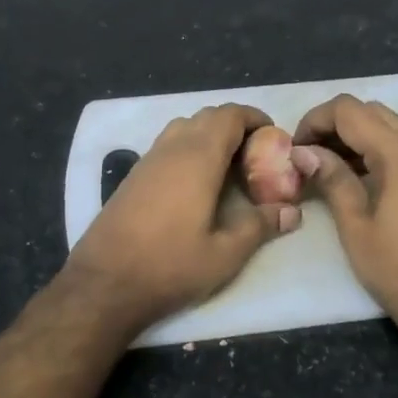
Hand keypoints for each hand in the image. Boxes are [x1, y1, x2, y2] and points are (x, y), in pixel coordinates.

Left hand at [64, 103, 299, 333]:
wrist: (104, 283)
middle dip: (235, 126)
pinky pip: (167, 145)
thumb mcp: (225, 254)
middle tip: (256, 156)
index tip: (274, 137)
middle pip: (207, 116)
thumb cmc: (169, 266)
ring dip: (209, 136)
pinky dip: (189, 149)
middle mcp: (171, 148)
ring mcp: (147, 160)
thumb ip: (260, 226)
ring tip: (229, 167)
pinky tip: (196, 184)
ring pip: (184, 128)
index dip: (255, 118)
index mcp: (198, 157)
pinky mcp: (133, 176)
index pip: (229, 115)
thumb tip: (293, 212)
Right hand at [292, 95, 397, 350]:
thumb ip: (332, 180)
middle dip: (334, 125)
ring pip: (391, 127)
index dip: (315, 120)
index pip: (350, 110)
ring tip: (327, 168)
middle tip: (308, 157)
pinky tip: (359, 179)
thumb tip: (303, 153)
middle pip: (372, 112)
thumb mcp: (357, 227)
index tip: (295, 149)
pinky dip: (378, 150)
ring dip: (357, 136)